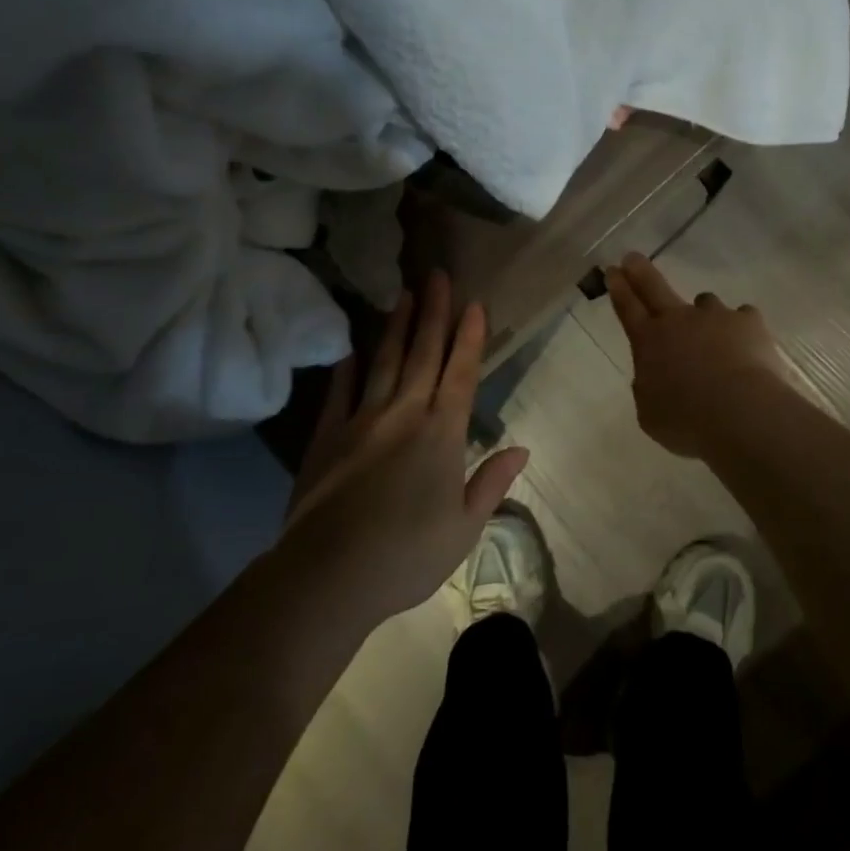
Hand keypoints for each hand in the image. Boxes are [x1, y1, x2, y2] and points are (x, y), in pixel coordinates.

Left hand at [280, 272, 528, 624]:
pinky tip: (352, 350)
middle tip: (437, 275)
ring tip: (404, 295)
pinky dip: (347, 369)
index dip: (470, 337)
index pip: (461, 373)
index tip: (475, 303)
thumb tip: (522, 448)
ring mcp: (361, 421)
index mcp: (442, 434)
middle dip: (434, 313)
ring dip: (397, 327)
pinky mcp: (327, 438)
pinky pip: (340, 393)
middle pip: (423, 355)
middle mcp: (404, 415)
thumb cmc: (408, 555)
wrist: (329, 575)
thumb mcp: (464, 527)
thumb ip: (492, 482)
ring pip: (383, 363)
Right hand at [605, 253, 788, 458]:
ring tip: (713, 336)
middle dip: (640, 272)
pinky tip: (747, 347)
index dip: (618, 288)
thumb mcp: (651, 413)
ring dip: (704, 314)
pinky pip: (742, 317)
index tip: (612, 270)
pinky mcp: (748, 322)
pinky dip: (741, 329)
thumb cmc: (686, 421)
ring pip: (705, 302)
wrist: (740, 413)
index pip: (627, 308)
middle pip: (655, 287)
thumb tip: (655, 377)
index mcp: (648, 342)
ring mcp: (715, 316)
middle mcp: (679, 320)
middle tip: (632, 258)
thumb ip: (649, 389)